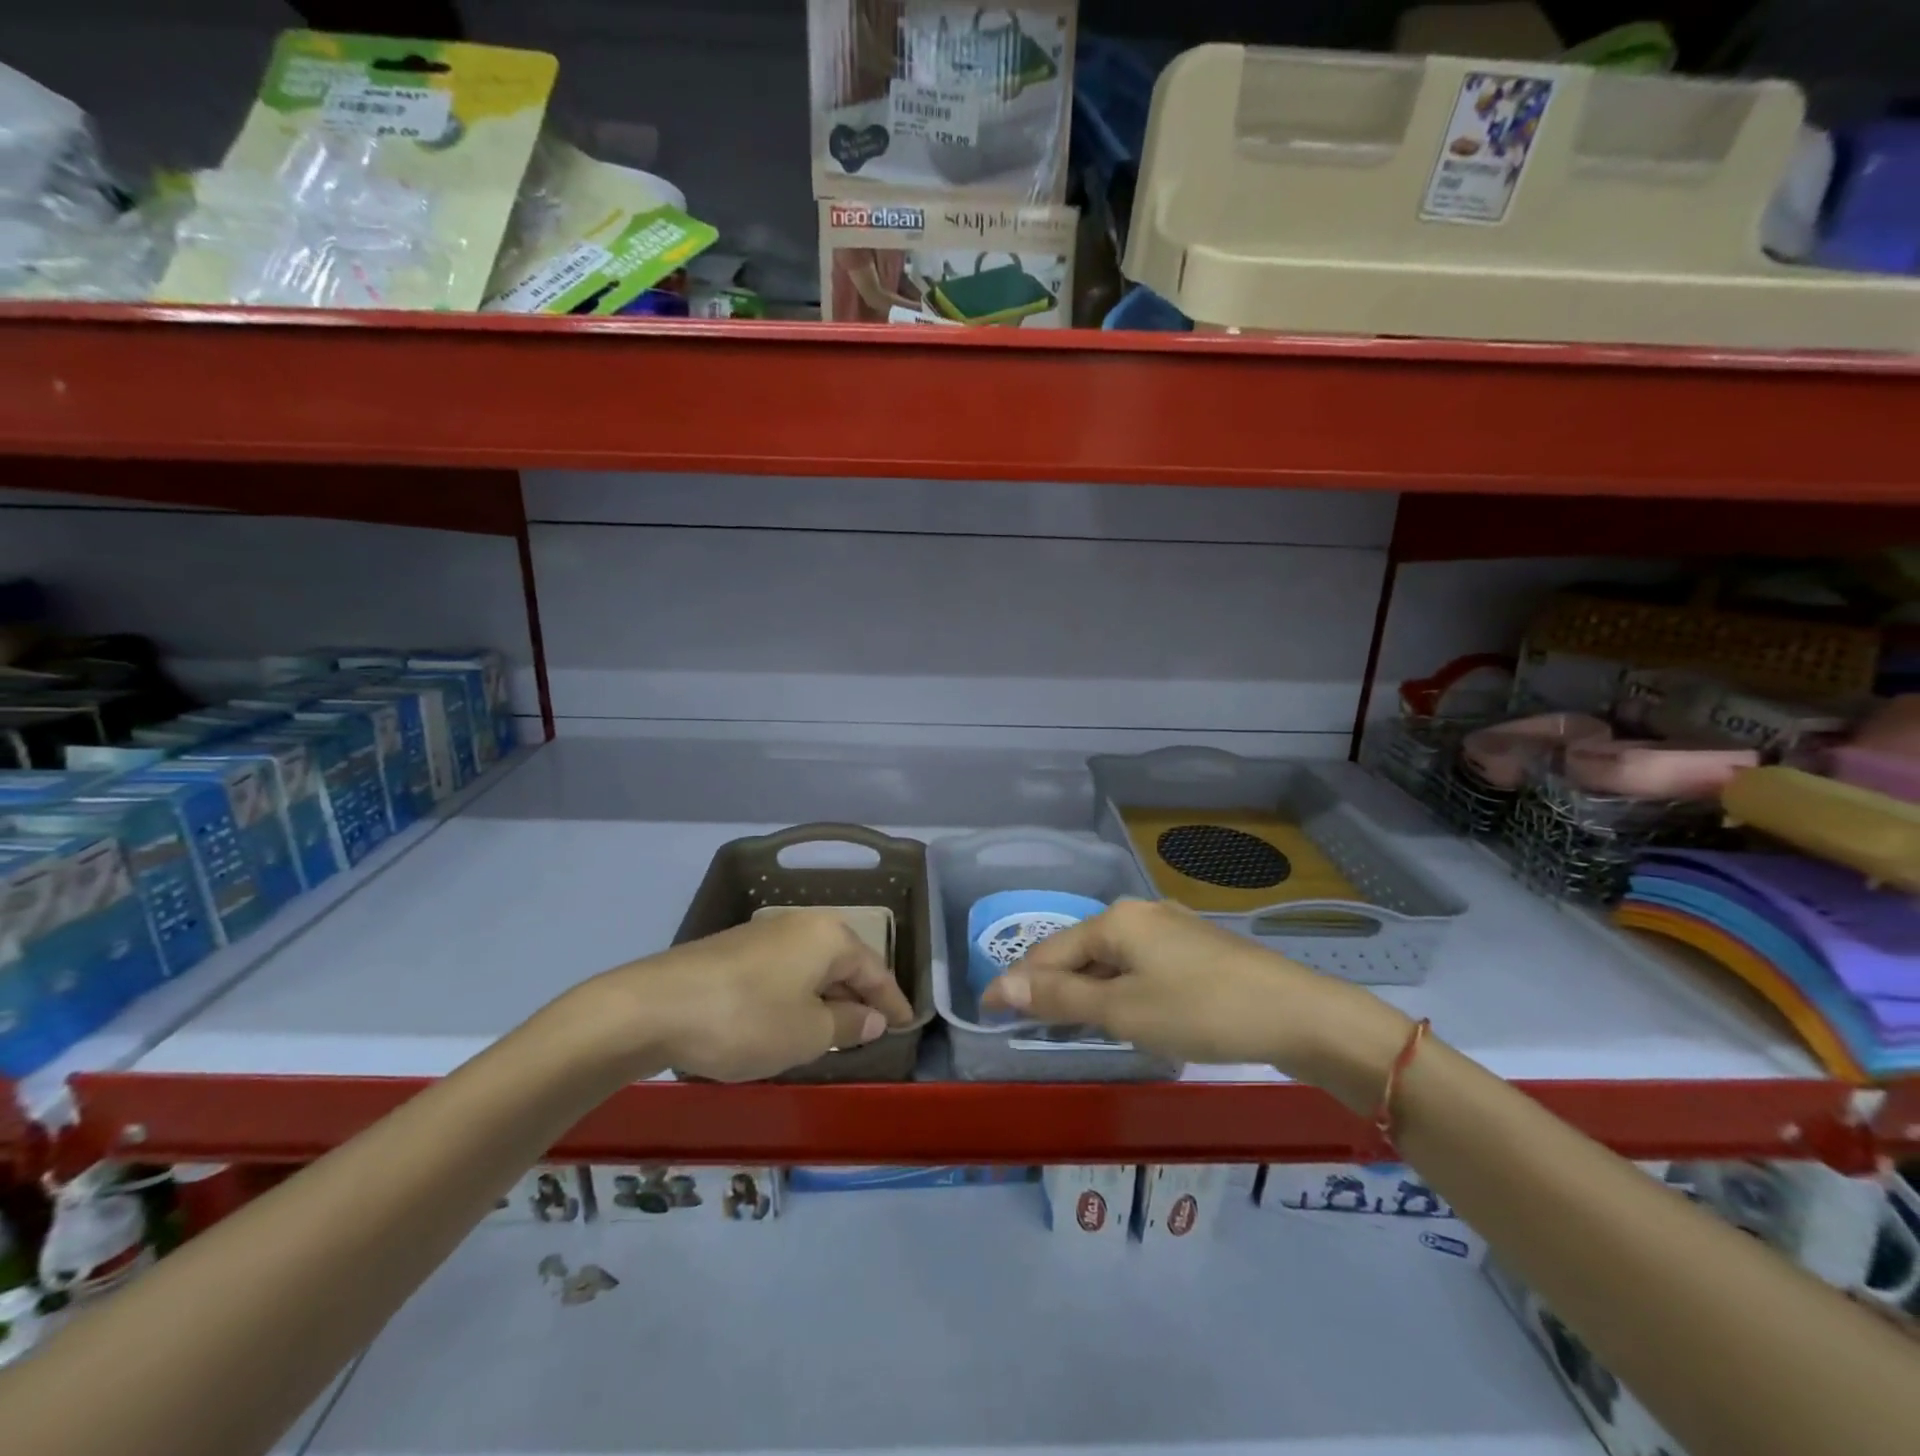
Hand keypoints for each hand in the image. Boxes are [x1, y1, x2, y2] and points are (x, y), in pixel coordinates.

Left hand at [592, 910, 915, 1081]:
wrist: (654, 1007)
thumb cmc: (747, 1019)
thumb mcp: (808, 1033)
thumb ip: (849, 1024)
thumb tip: (873, 1017)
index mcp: (828, 937)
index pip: (875, 970)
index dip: (893, 1001)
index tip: (908, 1026)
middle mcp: (800, 925)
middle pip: (844, 963)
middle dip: (860, 997)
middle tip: (874, 1031)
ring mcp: (764, 934)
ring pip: (811, 967)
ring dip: (826, 998)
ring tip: (835, 1032)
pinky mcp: (734, 950)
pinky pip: (784, 972)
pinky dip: (797, 996)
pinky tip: (789, 1021)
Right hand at [979, 899, 1406, 1086]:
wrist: (1299, 1015)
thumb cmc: (1201, 1011)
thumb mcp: (1123, 1010)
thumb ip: (1060, 996)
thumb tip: (1002, 986)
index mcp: (1116, 919)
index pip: (1049, 951)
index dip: (1016, 982)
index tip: (988, 1012)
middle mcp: (1140, 913)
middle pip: (1079, 950)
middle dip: (1051, 984)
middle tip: (1025, 1022)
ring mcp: (1172, 929)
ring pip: (1111, 959)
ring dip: (1086, 989)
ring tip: (1066, 1022)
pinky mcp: (1196, 950)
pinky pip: (1139, 966)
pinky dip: (1119, 989)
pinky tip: (1123, 1012)